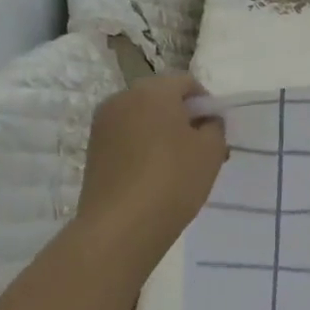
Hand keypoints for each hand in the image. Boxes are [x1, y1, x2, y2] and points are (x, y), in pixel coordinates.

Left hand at [78, 73, 227, 259]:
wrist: (121, 226)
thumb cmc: (173, 179)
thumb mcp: (211, 151)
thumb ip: (214, 127)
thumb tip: (205, 121)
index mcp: (152, 90)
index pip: (187, 83)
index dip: (207, 104)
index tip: (216, 132)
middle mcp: (122, 98)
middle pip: (161, 99)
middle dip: (183, 119)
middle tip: (201, 150)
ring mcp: (102, 125)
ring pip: (142, 120)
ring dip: (162, 135)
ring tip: (179, 167)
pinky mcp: (93, 150)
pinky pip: (127, 140)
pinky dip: (143, 150)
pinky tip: (155, 177)